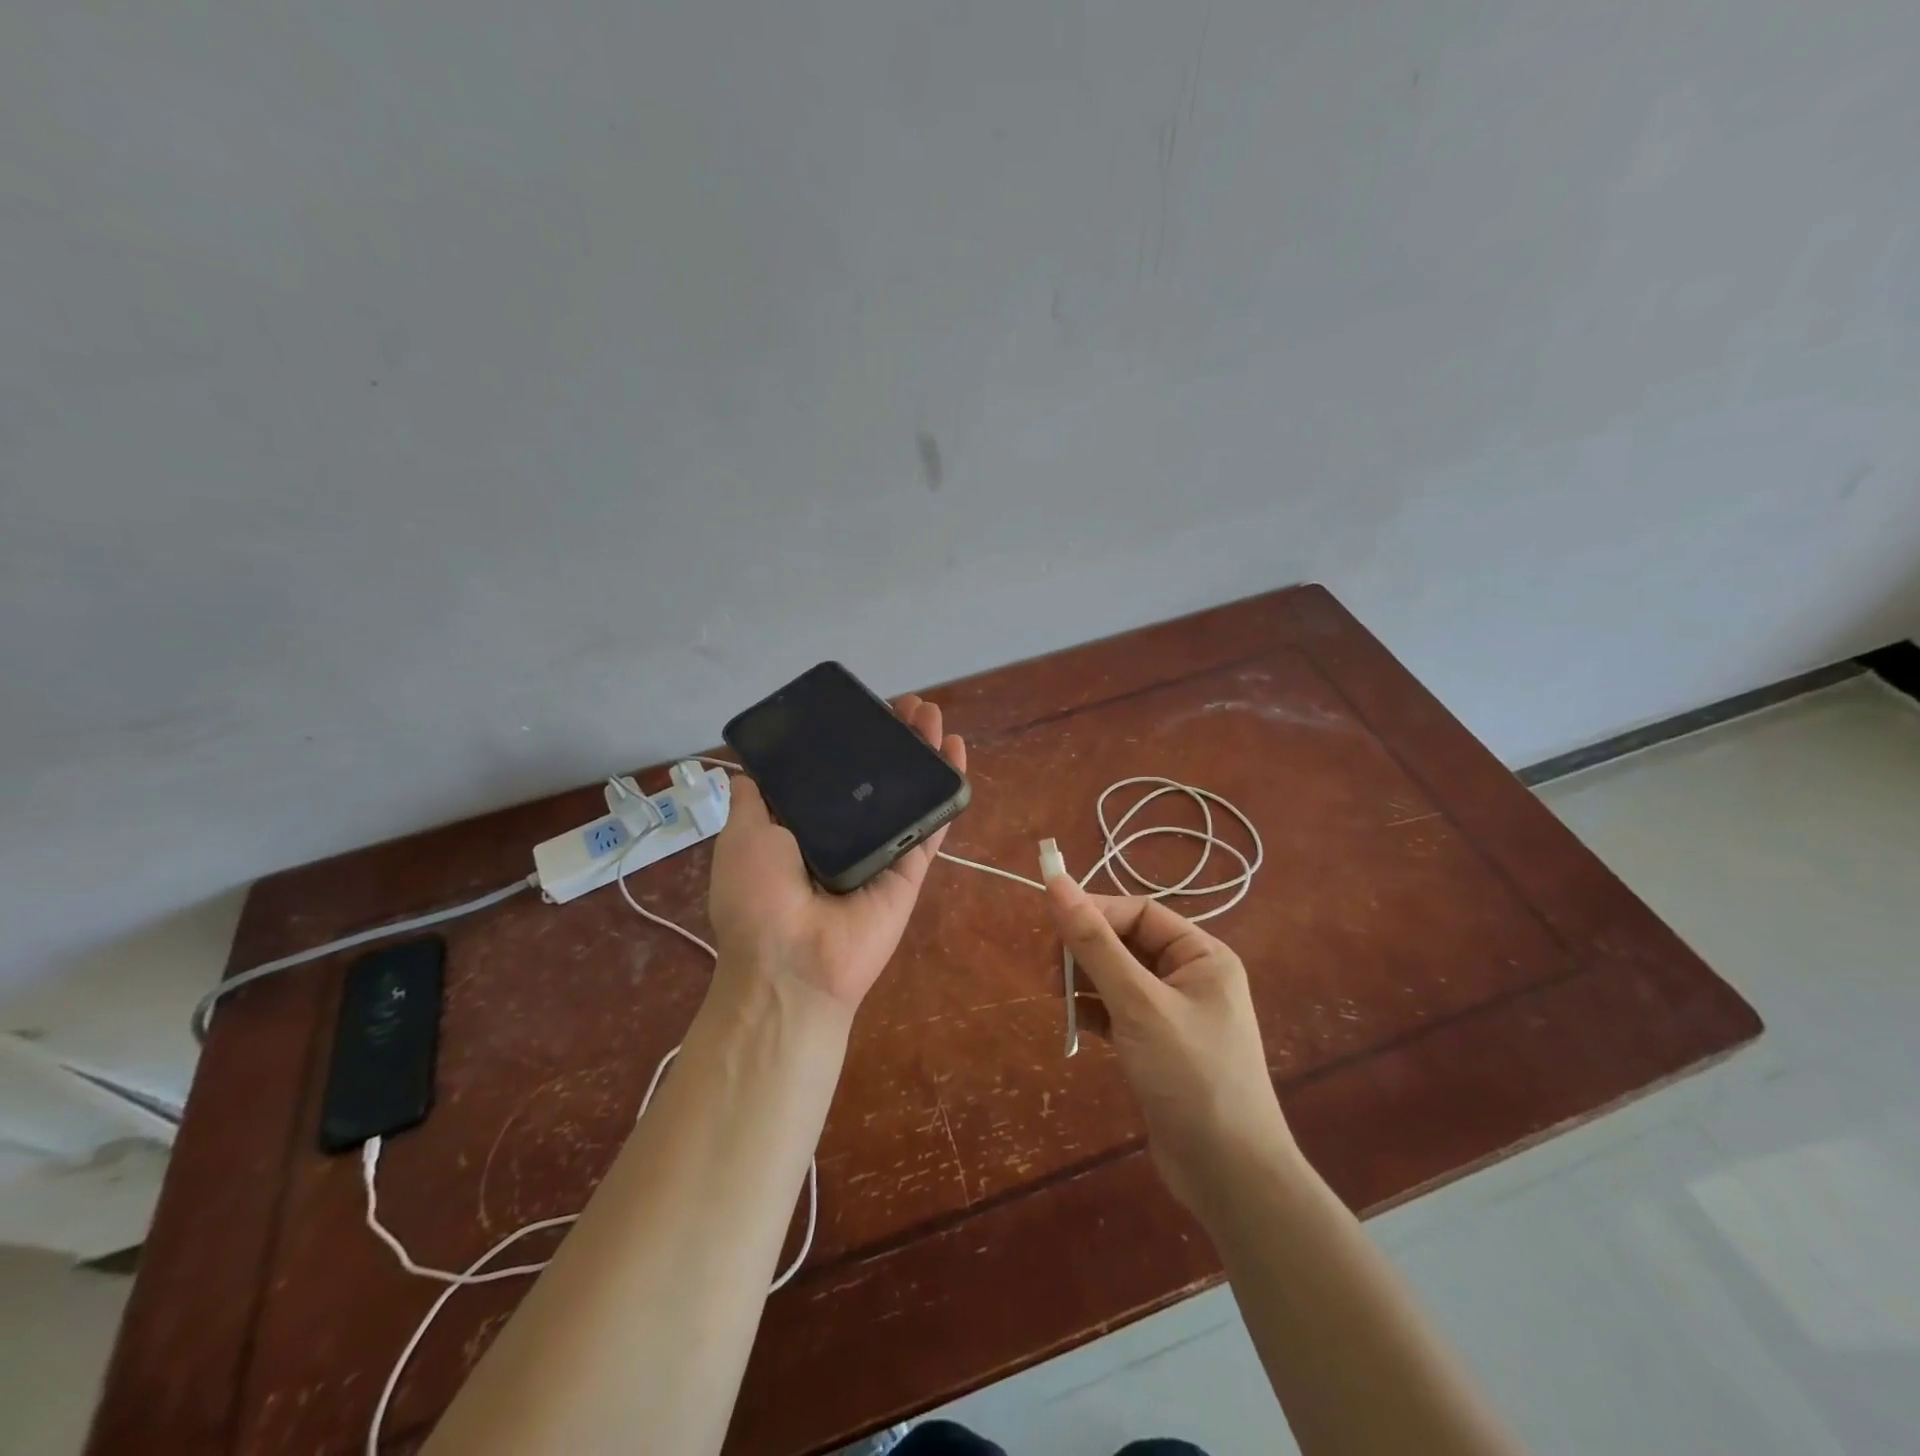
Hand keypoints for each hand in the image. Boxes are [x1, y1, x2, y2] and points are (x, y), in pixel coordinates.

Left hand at [708, 695, 966, 1011]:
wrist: (792, 964)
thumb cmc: (758, 897)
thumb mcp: (742, 837)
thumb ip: (752, 801)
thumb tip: (748, 771)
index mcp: (804, 828)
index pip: (833, 774)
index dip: (849, 741)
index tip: (862, 710)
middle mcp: (845, 835)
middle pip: (877, 778)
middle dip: (893, 738)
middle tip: (908, 705)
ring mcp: (882, 851)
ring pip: (908, 794)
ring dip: (923, 753)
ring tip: (933, 714)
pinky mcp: (910, 868)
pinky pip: (932, 824)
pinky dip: (947, 790)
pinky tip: (955, 752)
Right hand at [1044, 875, 1292, 1213]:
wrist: (1230, 1177)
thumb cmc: (1191, 1076)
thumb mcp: (1139, 1004)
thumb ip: (1095, 943)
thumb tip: (1056, 882)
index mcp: (1201, 955)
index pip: (1138, 913)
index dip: (1093, 912)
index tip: (1050, 925)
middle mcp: (1189, 976)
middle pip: (1125, 943)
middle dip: (1085, 951)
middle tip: (1049, 973)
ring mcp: (1172, 1013)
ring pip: (1116, 977)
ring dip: (1084, 982)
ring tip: (1056, 999)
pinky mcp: (1156, 1045)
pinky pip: (1116, 1011)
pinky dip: (1092, 1012)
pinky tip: (1073, 1024)